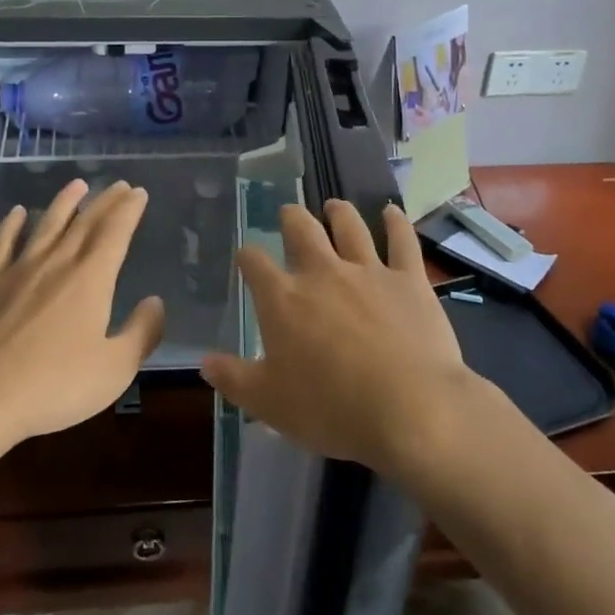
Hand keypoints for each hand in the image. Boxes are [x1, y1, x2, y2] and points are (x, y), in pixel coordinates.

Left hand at [0, 179, 164, 449]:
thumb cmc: (55, 385)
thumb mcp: (115, 369)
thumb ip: (141, 333)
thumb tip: (155, 302)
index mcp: (91, 280)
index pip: (115, 233)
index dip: (129, 210)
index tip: (138, 193)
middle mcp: (57, 264)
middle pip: (85, 223)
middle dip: (105, 201)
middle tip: (119, 185)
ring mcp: (18, 270)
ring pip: (46, 225)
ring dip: (64, 203)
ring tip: (77, 184)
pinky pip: (2, 245)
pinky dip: (11, 226)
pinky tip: (17, 213)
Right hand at [201, 199, 471, 476]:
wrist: (410, 408)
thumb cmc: (331, 408)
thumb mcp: (269, 403)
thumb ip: (234, 379)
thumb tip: (205, 362)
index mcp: (283, 299)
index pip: (255, 264)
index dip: (248, 257)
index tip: (246, 257)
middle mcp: (322, 273)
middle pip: (301, 230)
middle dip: (291, 218)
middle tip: (289, 213)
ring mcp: (368, 271)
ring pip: (349, 227)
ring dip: (339, 213)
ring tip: (334, 206)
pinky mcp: (408, 280)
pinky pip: (402, 241)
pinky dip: (396, 223)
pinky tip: (392, 211)